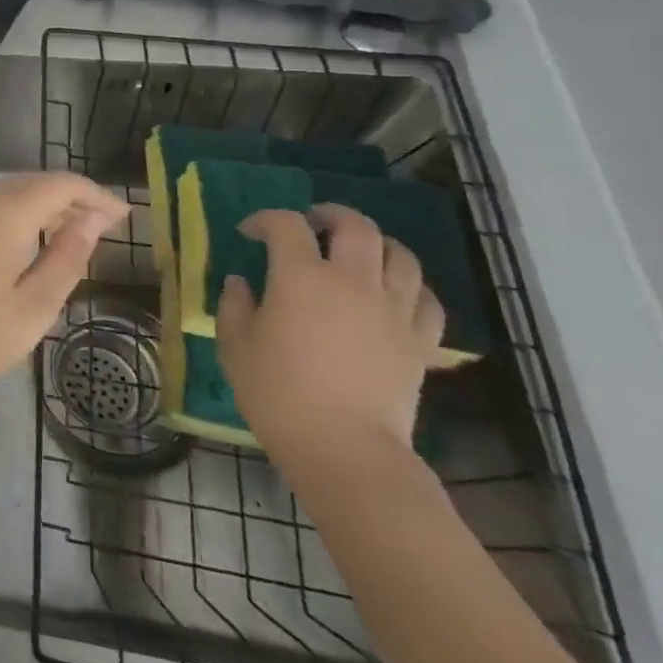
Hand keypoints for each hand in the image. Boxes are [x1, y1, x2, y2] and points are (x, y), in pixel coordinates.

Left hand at [0, 173, 130, 406]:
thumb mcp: (33, 307)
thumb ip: (65, 258)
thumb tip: (92, 220)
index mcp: (3, 214)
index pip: (59, 185)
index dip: (95, 195)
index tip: (125, 216)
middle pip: (32, 185)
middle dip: (72, 199)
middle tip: (107, 227)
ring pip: (9, 197)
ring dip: (45, 209)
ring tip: (77, 238)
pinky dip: (19, 220)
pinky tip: (32, 248)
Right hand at [217, 204, 444, 462]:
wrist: (343, 447)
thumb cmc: (276, 392)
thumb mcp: (235, 344)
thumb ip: (235, 305)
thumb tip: (241, 283)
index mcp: (300, 277)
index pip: (285, 225)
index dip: (264, 220)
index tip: (249, 232)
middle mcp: (352, 281)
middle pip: (355, 226)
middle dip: (330, 215)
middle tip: (312, 224)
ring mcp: (393, 309)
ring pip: (400, 255)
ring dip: (376, 245)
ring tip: (357, 254)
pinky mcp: (420, 340)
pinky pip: (426, 298)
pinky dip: (409, 286)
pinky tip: (392, 295)